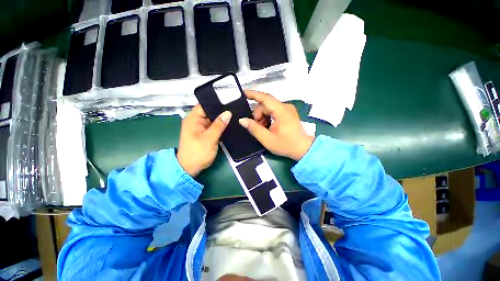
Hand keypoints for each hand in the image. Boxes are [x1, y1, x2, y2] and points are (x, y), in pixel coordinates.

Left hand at [177, 104, 231, 176]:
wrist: (188, 169)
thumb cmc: (197, 153)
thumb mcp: (209, 139)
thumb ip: (219, 125)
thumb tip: (228, 112)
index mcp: (193, 119)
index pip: (204, 104)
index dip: (216, 102)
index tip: (229, 100)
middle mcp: (194, 120)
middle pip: (208, 111)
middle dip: (220, 110)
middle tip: (235, 108)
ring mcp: (197, 127)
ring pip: (211, 119)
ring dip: (220, 119)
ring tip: (235, 115)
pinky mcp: (201, 134)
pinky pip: (210, 126)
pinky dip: (217, 126)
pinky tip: (228, 125)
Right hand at [239, 91, 313, 160]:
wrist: (304, 149)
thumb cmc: (286, 144)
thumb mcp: (267, 139)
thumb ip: (254, 128)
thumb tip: (242, 120)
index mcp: (281, 111)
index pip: (265, 98)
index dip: (253, 94)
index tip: (243, 93)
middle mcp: (285, 107)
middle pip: (266, 104)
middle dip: (258, 114)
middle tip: (256, 127)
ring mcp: (288, 109)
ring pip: (270, 108)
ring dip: (263, 116)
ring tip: (263, 129)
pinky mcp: (289, 113)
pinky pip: (275, 110)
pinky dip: (269, 117)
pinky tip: (268, 127)